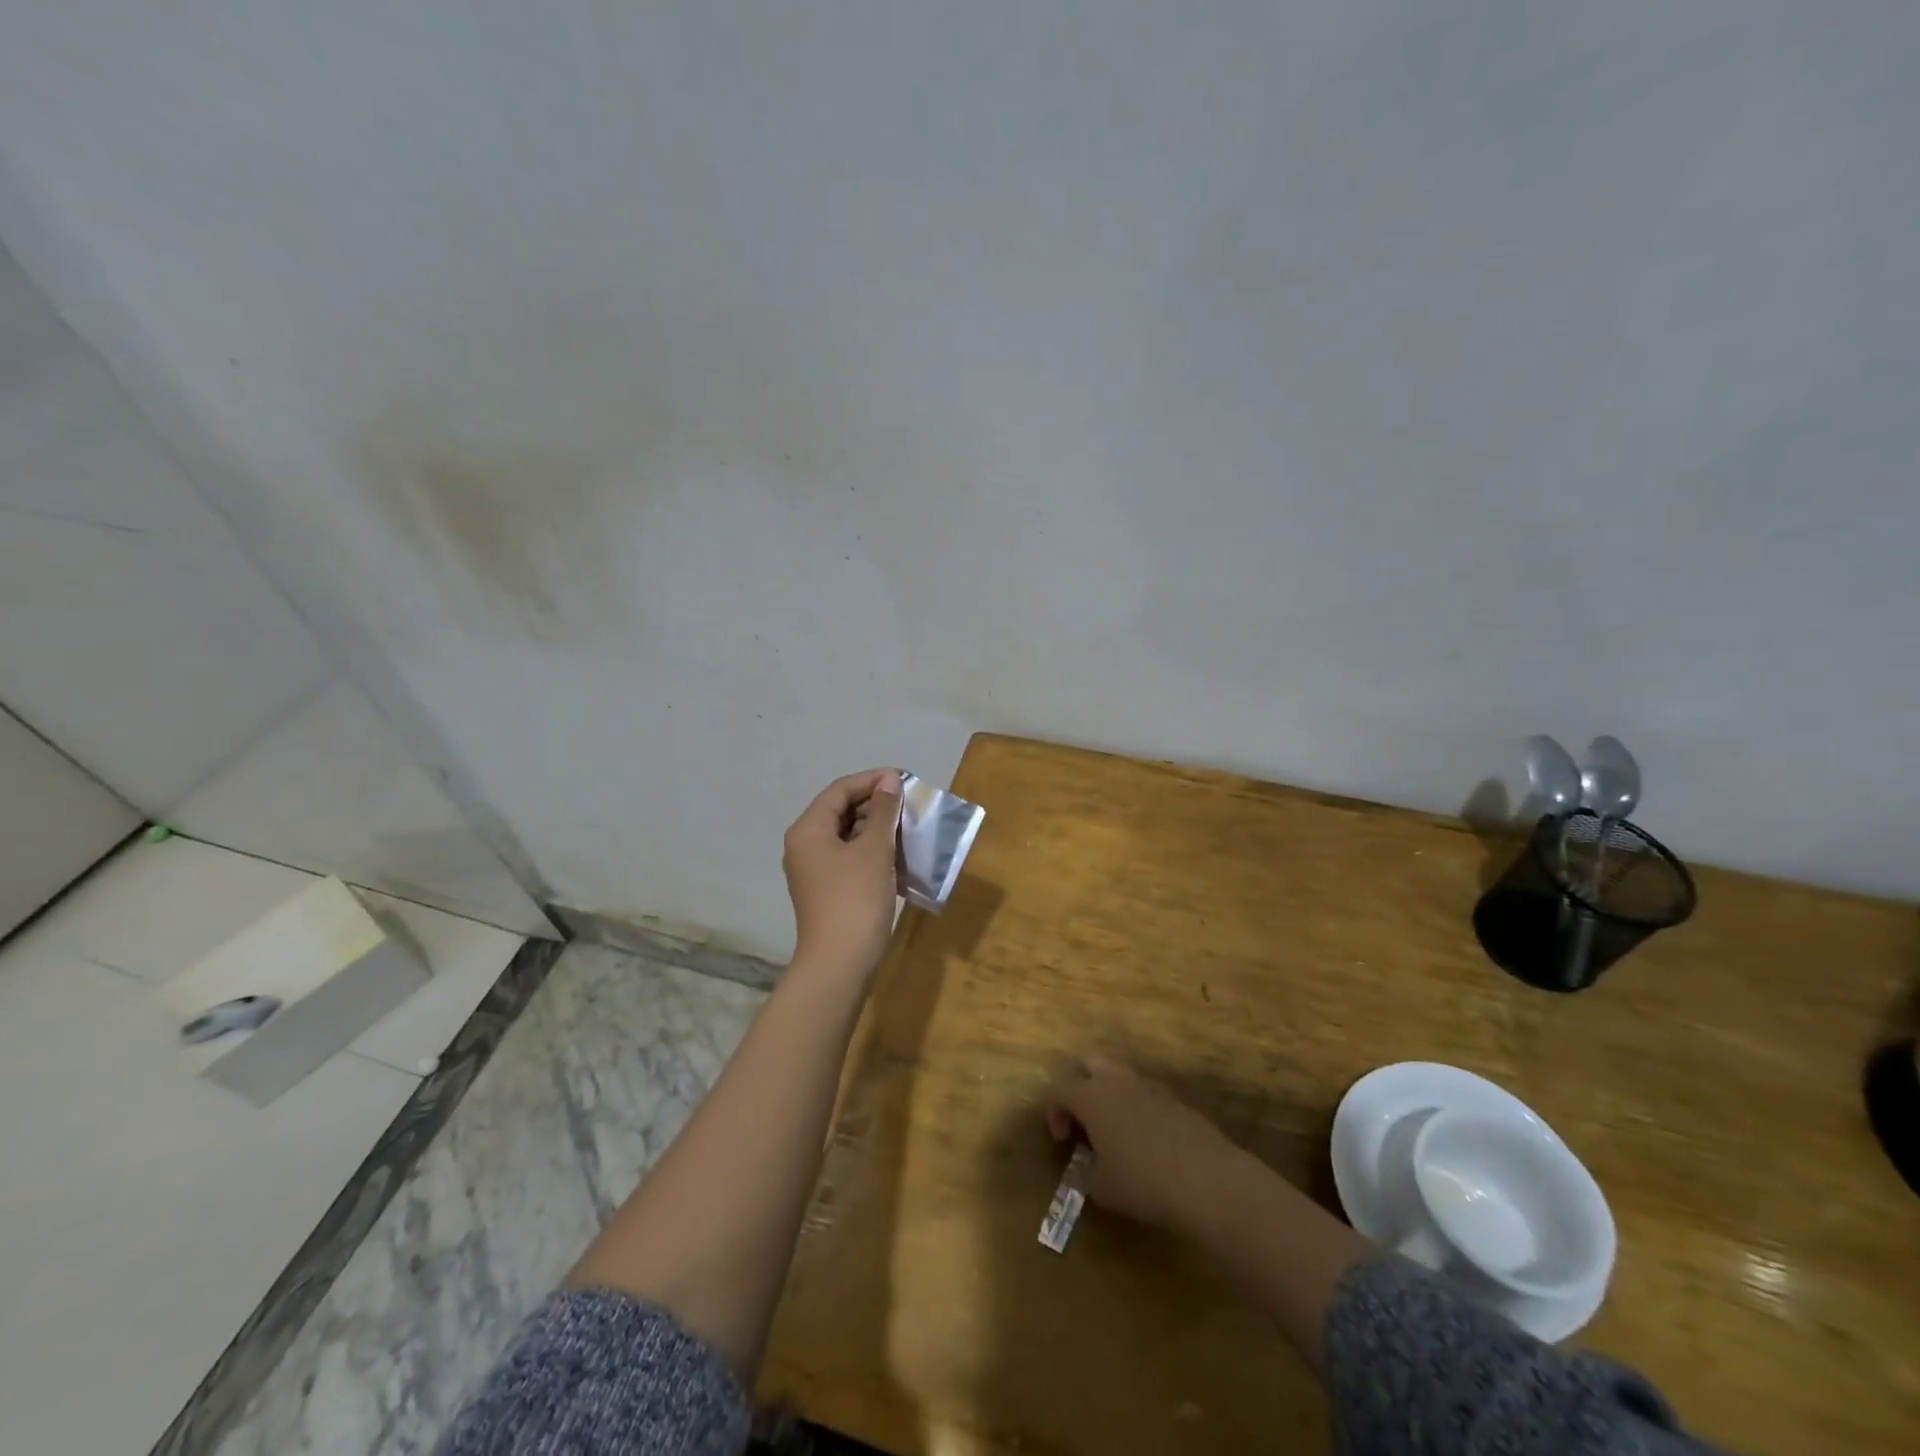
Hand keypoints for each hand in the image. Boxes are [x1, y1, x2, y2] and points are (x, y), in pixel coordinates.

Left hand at [783, 768, 903, 977]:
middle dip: (876, 805)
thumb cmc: (855, 899)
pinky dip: (873, 852)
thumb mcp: (874, 849)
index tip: (904, 780)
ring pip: (848, 835)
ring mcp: (814, 870)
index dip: (872, 780)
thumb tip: (889, 780)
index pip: (840, 790)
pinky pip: (850, 858)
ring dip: (878, 829)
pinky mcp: (827, 889)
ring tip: (909, 828)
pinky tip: (899, 856)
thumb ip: (883, 811)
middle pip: (841, 811)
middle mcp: (805, 845)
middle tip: (910, 805)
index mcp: (808, 829)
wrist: (840, 963)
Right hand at [1045, 1058, 1237, 1231]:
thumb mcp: (1102, 1188)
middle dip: (1078, 1085)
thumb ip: (1086, 1173)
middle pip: (1087, 1062)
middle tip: (1082, 1120)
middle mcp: (1116, 1080)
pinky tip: (1144, 1140)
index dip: (1053, 1111)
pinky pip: (1143, 1092)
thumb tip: (1088, 1168)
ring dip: (1108, 1095)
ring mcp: (1148, 1085)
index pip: (1058, 1088)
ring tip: (1113, 1131)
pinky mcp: (1173, 1097)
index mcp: (1091, 1096)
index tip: (1063, 1141)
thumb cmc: (1142, 1182)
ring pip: (1118, 1074)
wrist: (1206, 1179)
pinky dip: (1135, 1107)